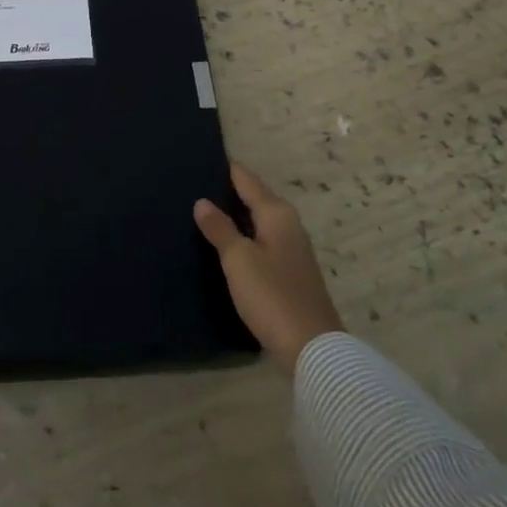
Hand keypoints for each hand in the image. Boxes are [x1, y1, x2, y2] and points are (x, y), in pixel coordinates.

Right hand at [194, 163, 343, 372]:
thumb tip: (202, 201)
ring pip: (258, 221)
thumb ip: (220, 228)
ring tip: (204, 212)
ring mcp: (293, 249)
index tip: (200, 158)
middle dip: (228, 192)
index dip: (225, 168)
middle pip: (255, 198)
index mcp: (277, 213)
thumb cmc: (272, 295)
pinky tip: (227, 245)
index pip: (246, 179)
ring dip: (236, 216)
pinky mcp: (291, 272)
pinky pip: (262, 241)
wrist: (312, 348)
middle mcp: (288, 224)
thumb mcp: (238, 260)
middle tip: (194, 186)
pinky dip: (245, 236)